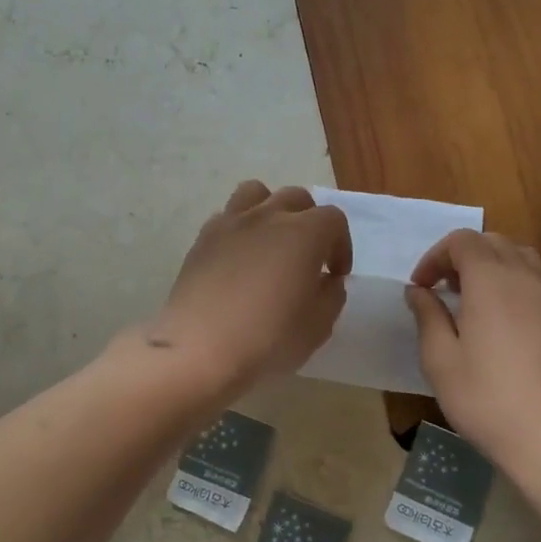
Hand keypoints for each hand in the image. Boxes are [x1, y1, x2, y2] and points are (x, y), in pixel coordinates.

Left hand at [143, 181, 350, 393]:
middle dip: (310, 222)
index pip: (333, 219)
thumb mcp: (318, 326)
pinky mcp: (202, 238)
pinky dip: (239, 228)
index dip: (341, 245)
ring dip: (270, 210)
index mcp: (303, 233)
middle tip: (308, 257)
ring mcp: (230, 223)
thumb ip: (331, 295)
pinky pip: (226, 217)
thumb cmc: (267, 338)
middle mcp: (267, 216)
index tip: (335, 275)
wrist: (199, 348)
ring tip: (270, 242)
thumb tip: (327, 280)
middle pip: (296, 198)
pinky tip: (238, 259)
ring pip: (256, 193)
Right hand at [406, 230, 540, 469]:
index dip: (435, 256)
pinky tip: (501, 320)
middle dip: (462, 256)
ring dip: (491, 265)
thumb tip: (419, 291)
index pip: (462, 241)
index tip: (420, 287)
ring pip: (520, 257)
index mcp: (491, 281)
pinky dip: (513, 283)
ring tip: (471, 299)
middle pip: (493, 242)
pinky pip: (537, 281)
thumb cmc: (486, 398)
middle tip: (442, 289)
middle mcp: (526, 278)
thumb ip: (427, 316)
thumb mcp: (440, 359)